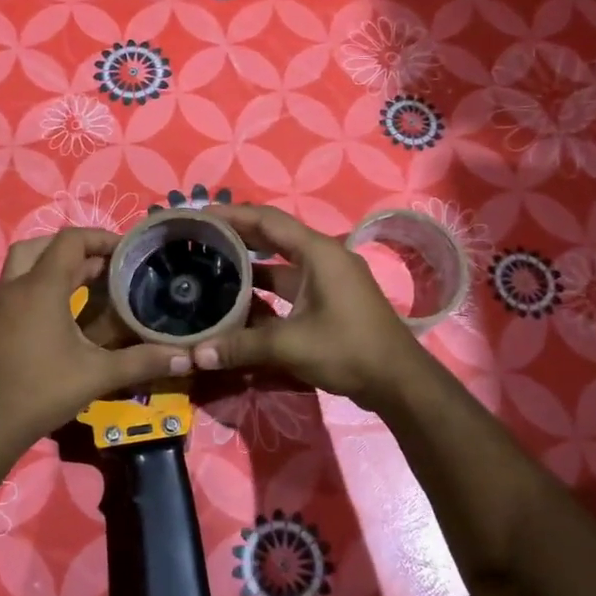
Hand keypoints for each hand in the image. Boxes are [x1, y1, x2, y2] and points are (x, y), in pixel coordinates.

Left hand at [0, 228, 192, 455]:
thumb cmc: (43, 391)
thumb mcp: (98, 374)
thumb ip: (142, 360)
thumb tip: (187, 357)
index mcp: (41, 287)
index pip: (70, 240)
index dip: (101, 238)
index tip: (128, 252)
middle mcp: (15, 286)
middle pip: (42, 246)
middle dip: (76, 249)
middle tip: (106, 266)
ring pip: (24, 264)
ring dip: (54, 265)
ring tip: (88, 284)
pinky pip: (17, 287)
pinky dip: (40, 286)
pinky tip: (63, 313)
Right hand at [193, 204, 425, 407]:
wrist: (399, 381)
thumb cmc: (348, 350)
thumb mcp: (290, 346)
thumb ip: (241, 346)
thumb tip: (196, 354)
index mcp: (318, 252)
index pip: (267, 220)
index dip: (231, 214)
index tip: (199, 214)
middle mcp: (323, 257)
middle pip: (273, 235)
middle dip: (237, 234)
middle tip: (199, 237)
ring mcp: (328, 278)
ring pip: (281, 261)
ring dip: (250, 262)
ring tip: (211, 263)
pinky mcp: (329, 298)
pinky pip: (290, 282)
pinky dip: (265, 286)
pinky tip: (238, 297)